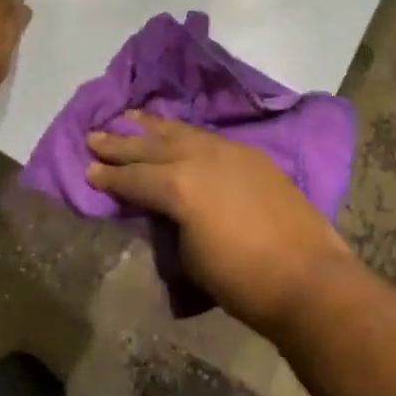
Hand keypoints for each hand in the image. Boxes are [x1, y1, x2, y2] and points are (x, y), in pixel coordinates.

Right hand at [87, 113, 351, 335]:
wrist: (307, 277)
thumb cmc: (242, 280)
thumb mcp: (189, 257)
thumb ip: (171, 223)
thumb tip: (166, 209)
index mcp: (179, 185)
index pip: (134, 178)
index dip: (108, 176)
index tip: (87, 170)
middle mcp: (200, 157)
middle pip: (152, 146)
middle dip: (122, 143)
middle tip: (95, 135)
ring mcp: (229, 151)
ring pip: (182, 132)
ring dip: (154, 126)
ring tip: (130, 116)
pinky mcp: (251, 155)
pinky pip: (208, 137)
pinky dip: (186, 133)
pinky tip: (178, 132)